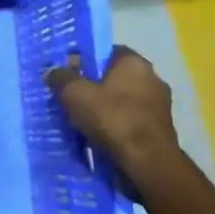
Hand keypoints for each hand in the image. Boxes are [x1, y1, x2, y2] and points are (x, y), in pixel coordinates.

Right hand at [45, 46, 181, 174]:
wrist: (147, 162)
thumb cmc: (111, 118)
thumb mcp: (74, 93)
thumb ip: (61, 77)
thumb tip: (54, 71)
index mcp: (134, 62)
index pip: (105, 52)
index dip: (83, 60)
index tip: (67, 75)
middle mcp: (152, 77)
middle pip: (114, 76)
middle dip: (92, 85)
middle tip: (70, 98)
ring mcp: (160, 104)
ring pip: (122, 99)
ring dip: (104, 106)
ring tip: (82, 120)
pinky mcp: (160, 127)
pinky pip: (130, 118)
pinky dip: (115, 123)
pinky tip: (100, 135)